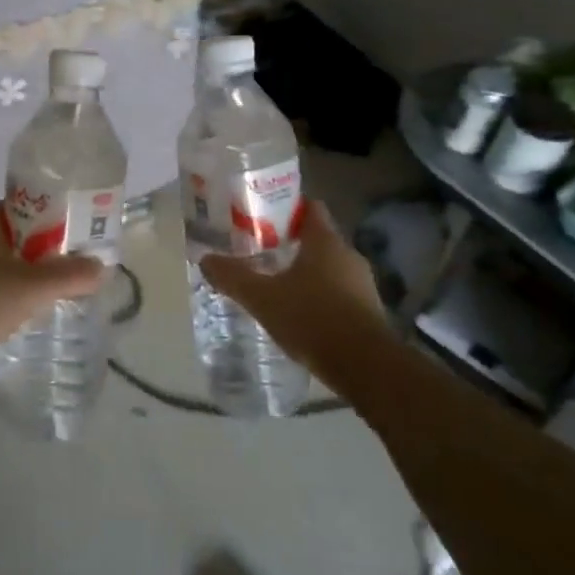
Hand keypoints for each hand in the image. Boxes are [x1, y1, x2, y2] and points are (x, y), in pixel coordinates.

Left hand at [0, 203, 105, 363]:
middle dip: (41, 248)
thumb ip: (70, 276)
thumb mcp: (33, 288)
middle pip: (14, 236)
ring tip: (52, 289)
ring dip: (24, 273)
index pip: (22, 206)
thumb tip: (102, 267)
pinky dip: (7, 293)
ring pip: (1, 263)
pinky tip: (21, 311)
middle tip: (70, 262)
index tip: (72, 229)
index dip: (49, 213)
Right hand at [199, 201, 392, 379]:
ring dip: (305, 273)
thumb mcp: (262, 298)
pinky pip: (339, 293)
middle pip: (317, 238)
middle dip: (290, 243)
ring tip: (275, 285)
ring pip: (328, 267)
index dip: (286, 207)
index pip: (309, 207)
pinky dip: (319, 297)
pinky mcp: (369, 312)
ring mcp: (363, 284)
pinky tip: (299, 314)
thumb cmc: (313, 319)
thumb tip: (205, 260)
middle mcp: (348, 255)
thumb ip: (233, 277)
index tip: (261, 215)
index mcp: (325, 241)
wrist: (366, 368)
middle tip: (260, 251)